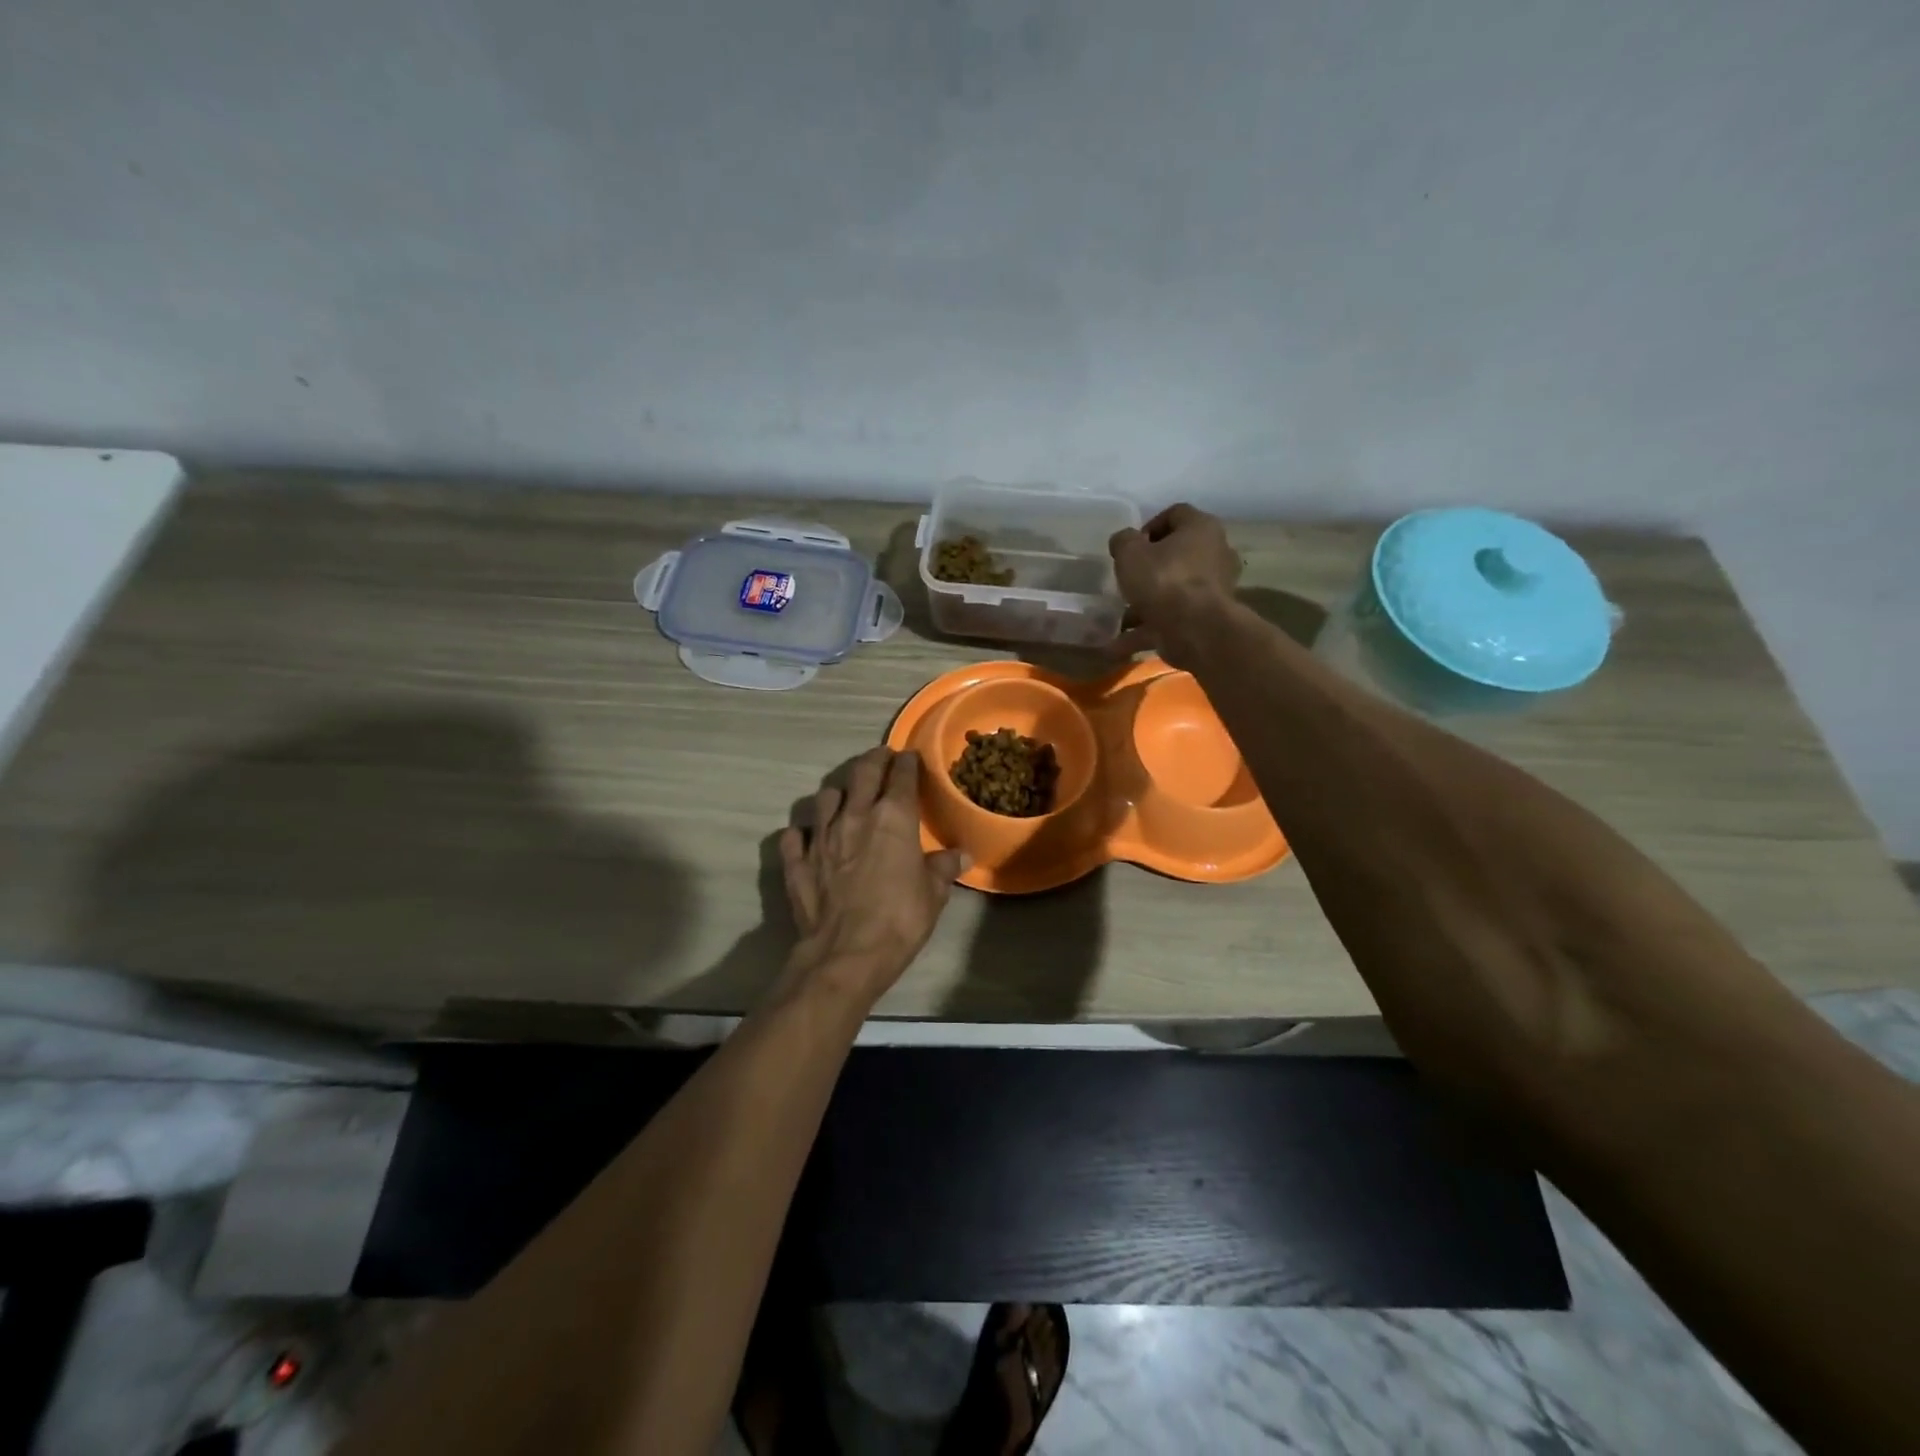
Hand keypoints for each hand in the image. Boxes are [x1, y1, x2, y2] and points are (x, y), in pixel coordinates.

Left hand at [779, 747, 967, 1006]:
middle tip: (881, 758)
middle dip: (874, 760)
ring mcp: (821, 835)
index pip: (901, 775)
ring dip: (838, 793)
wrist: (845, 954)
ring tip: (845, 798)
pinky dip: (803, 832)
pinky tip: (809, 837)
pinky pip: (795, 834)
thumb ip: (943, 868)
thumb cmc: (899, 920)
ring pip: (825, 796)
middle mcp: (854, 815)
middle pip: (862, 772)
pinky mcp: (796, 860)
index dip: (907, 763)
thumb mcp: (933, 895)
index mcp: (893, 817)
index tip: (910, 758)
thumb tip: (960, 855)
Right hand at [1108, 504, 1240, 664]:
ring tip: (1120, 619)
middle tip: (1128, 580)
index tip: (1130, 547)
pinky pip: (1173, 620)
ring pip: (1174, 591)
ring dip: (1146, 605)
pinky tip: (1120, 644)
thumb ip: (1123, 541)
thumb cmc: (1163, 580)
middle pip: (1178, 555)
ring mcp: (1216, 588)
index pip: (1176, 514)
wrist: (1195, 630)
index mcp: (1201, 528)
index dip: (1149, 526)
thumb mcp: (1130, 553)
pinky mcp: (1209, 618)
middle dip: (1149, 569)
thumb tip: (1124, 541)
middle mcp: (1216, 553)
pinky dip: (1149, 630)